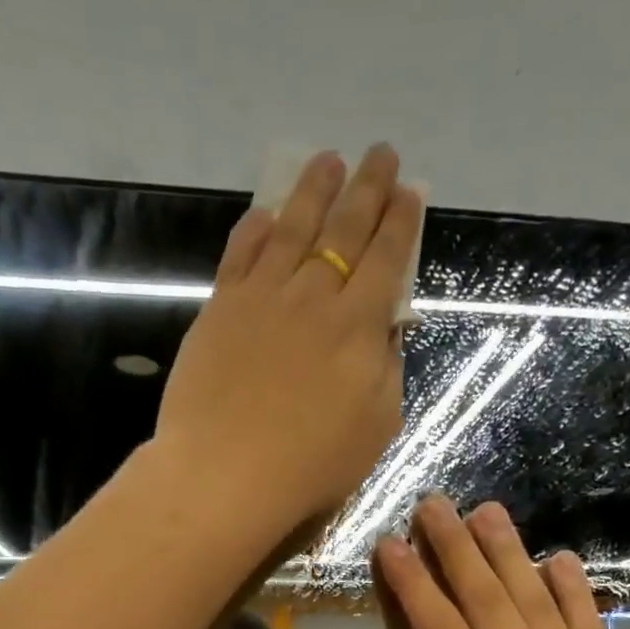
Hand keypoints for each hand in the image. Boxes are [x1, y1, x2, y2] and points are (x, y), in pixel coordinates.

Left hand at [153, 146, 423, 543]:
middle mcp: (314, 297)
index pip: (387, 260)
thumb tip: (386, 329)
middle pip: (345, 230)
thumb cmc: (310, 465)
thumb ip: (387, 371)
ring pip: (293, 228)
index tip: (409, 192)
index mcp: (359, 327)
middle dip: (368, 188)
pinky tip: (266, 213)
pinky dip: (256, 229)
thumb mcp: (376, 428)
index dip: (401, 222)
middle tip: (380, 154)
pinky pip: (241, 254)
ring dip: (314, 190)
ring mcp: (262, 297)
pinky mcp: (220, 309)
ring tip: (328, 161)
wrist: (226, 474)